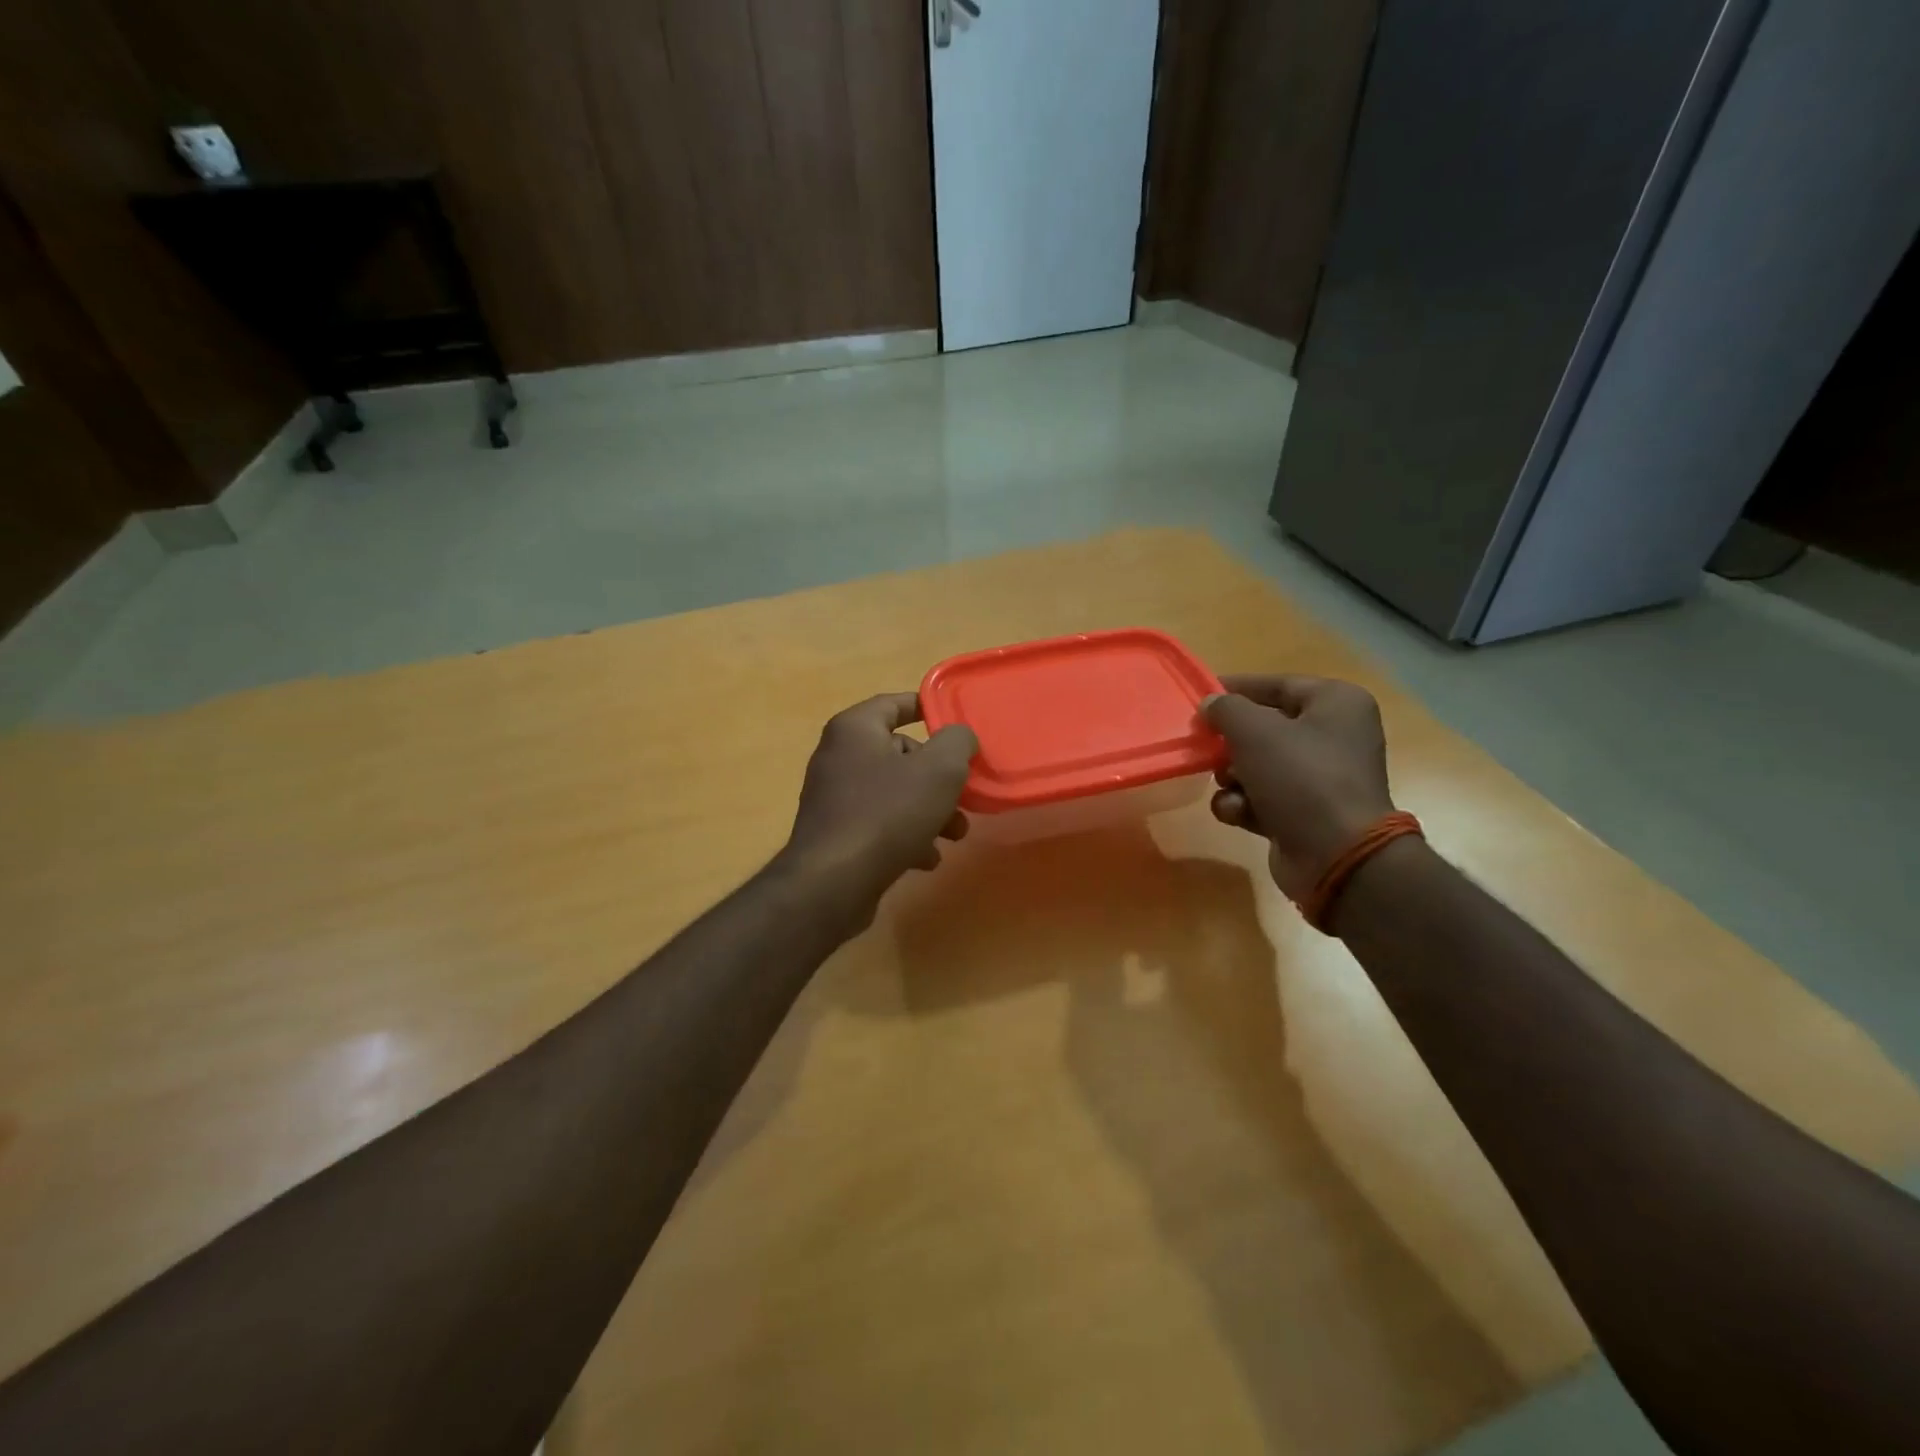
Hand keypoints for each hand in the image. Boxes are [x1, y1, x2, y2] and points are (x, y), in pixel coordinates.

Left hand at [779, 693, 979, 918]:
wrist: (833, 882)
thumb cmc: (888, 813)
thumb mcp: (939, 769)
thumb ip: (957, 742)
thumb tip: (959, 737)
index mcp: (854, 729)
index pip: (894, 704)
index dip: (926, 708)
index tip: (954, 721)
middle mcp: (838, 757)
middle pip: (899, 754)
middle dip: (938, 776)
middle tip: (964, 794)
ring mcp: (834, 798)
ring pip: (894, 793)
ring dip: (930, 811)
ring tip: (955, 835)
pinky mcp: (837, 835)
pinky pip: (880, 824)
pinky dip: (906, 836)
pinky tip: (926, 858)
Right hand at [1201, 675, 1396, 901]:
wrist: (1337, 857)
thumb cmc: (1301, 779)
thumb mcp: (1255, 731)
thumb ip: (1226, 709)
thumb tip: (1211, 704)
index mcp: (1336, 704)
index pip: (1277, 685)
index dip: (1236, 688)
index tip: (1199, 696)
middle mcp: (1334, 737)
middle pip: (1264, 728)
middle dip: (1231, 743)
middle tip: (1204, 747)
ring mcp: (1321, 779)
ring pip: (1258, 765)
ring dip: (1232, 777)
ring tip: (1229, 786)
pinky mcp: (1306, 814)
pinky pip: (1262, 798)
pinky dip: (1244, 804)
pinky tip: (1238, 813)